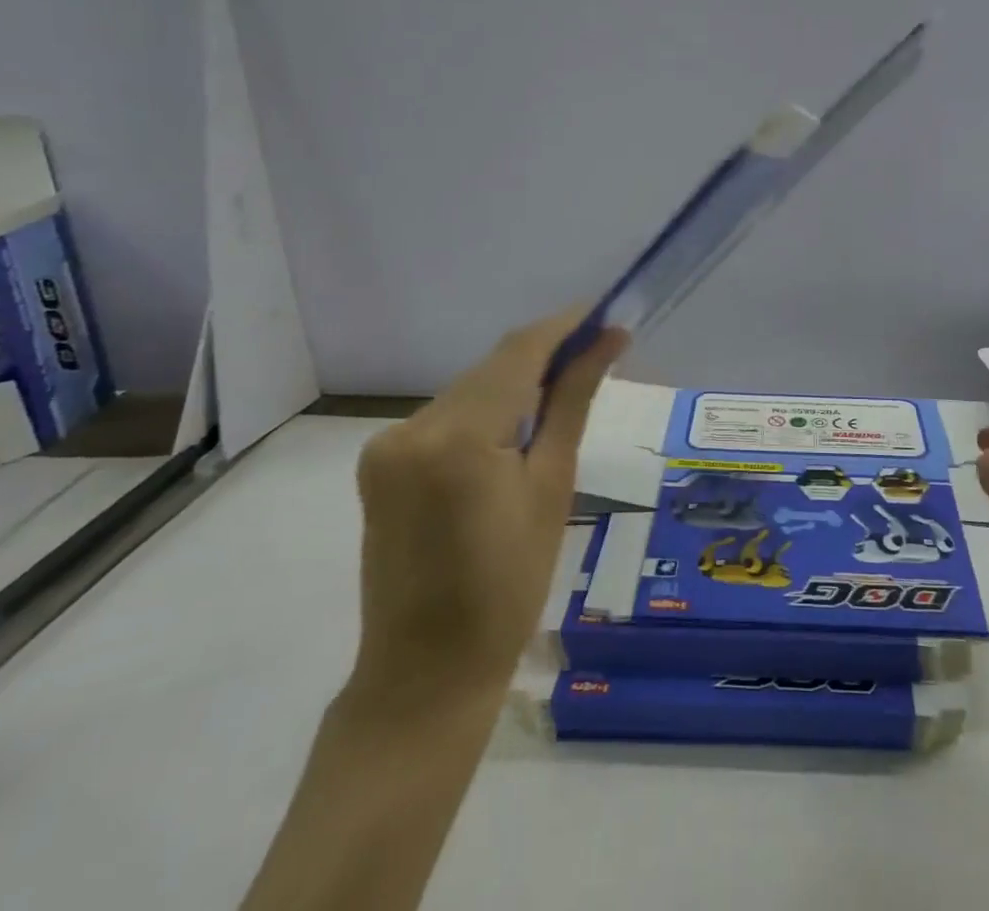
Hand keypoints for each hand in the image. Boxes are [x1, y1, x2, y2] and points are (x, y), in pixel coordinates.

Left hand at [346, 311, 628, 704]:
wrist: (426, 673)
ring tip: (560, 401)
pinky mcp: (379, 463)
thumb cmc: (510, 587)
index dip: (564, 326)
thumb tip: (608, 339)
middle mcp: (412, 427)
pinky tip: (511, 438)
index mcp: (458, 437)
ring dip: (514, 386)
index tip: (604, 315)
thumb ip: (573, 401)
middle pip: (492, 369)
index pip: (519, 352)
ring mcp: (388, 445)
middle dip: (544, 357)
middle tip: (596, 357)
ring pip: (469, 390)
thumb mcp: (552, 486)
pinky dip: (484, 414)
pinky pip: (445, 417)